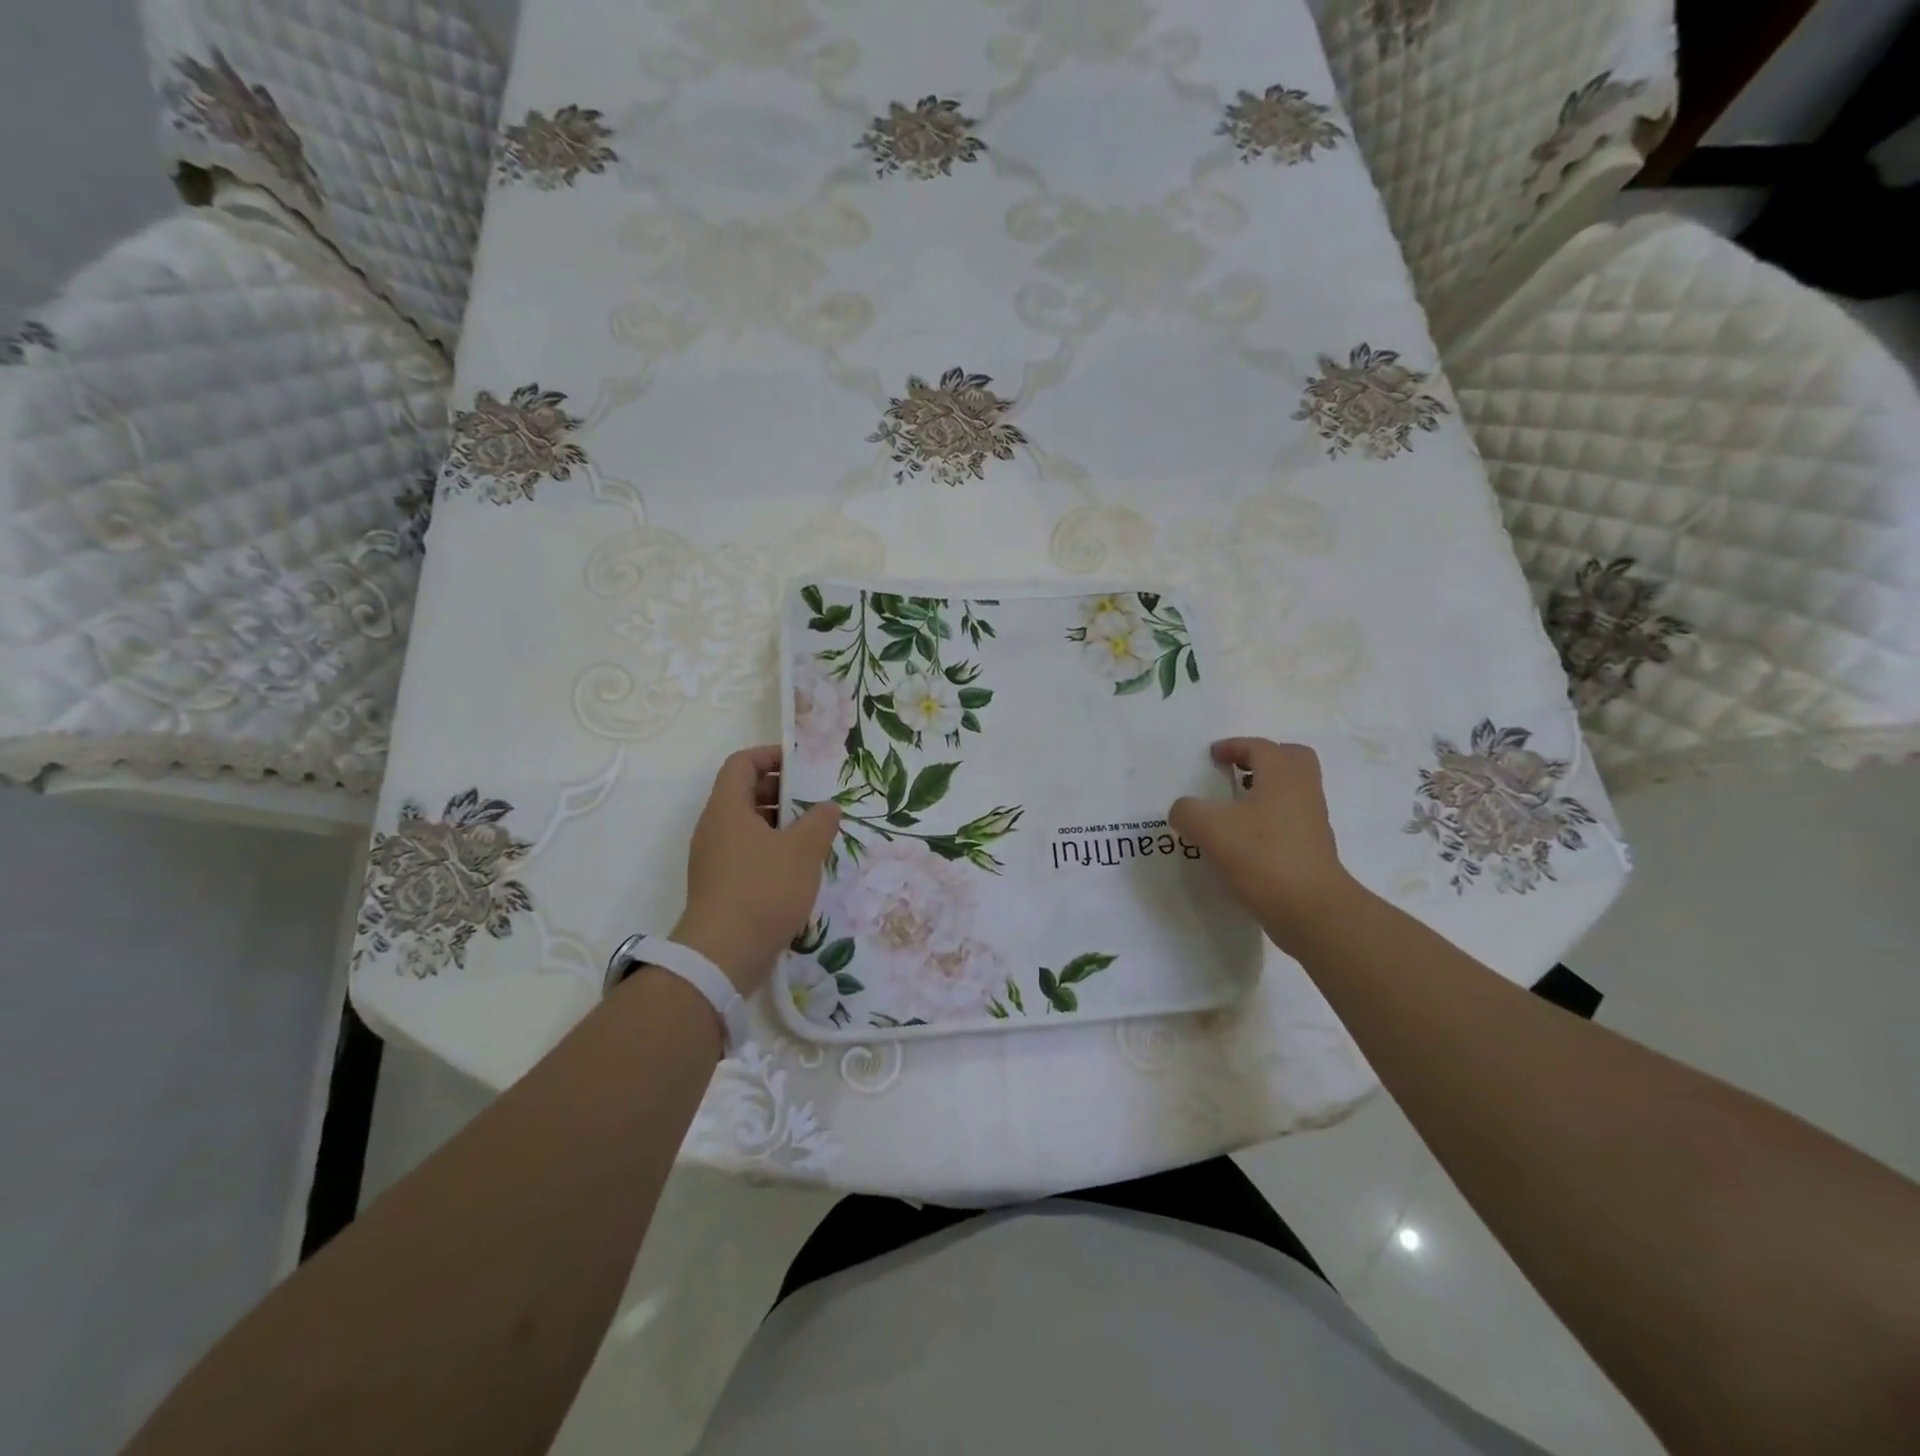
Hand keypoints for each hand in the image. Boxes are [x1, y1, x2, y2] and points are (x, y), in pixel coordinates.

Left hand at [672, 746, 841, 995]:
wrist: (722, 955)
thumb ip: (820, 822)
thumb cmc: (763, 890)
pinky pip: (745, 854)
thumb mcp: (803, 851)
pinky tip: (798, 869)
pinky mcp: (719, 886)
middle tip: (814, 803)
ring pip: (746, 827)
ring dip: (779, 824)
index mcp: (727, 808)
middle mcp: (714, 828)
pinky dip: (770, 851)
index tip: (800, 765)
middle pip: (743, 793)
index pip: (741, 764)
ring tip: (813, 836)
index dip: (770, 756)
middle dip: (780, 792)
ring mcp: (713, 859)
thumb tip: (827, 808)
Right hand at [1169, 738, 1361, 953]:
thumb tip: (1184, 810)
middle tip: (1236, 771)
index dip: (1233, 746)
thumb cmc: (1262, 856)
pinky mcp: (1313, 850)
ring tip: (1234, 808)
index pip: (1259, 747)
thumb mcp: (1209, 828)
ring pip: (1292, 791)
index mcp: (1282, 775)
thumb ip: (1188, 811)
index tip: (1212, 756)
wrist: (1310, 910)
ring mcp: (1312, 822)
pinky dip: (1269, 819)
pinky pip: (1290, 820)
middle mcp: (1303, 791)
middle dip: (1263, 760)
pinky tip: (1243, 840)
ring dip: (1266, 791)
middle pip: (1291, 759)